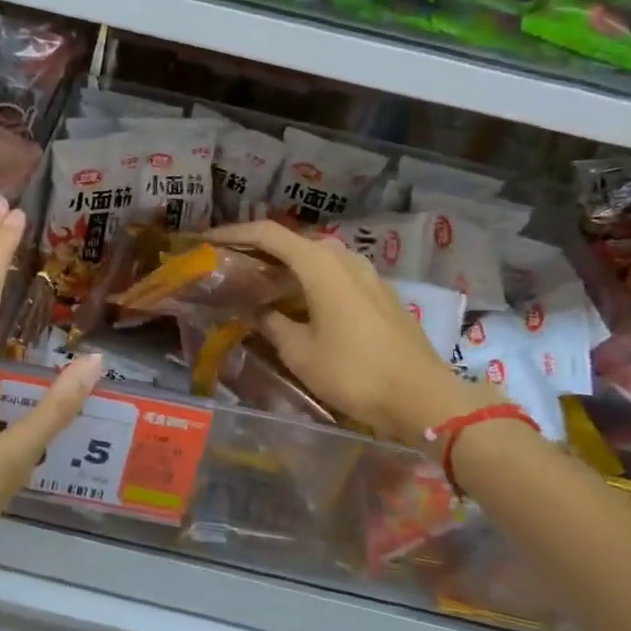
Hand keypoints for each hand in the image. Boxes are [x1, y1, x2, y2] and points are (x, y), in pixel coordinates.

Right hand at [208, 219, 494, 443]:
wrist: (424, 398)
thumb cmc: (354, 372)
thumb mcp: (299, 352)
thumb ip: (270, 323)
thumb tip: (253, 310)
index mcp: (319, 263)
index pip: (267, 233)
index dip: (233, 233)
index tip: (207, 241)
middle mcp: (344, 257)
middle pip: (292, 242)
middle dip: (258, 251)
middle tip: (230, 266)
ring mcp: (366, 273)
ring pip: (315, 259)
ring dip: (285, 267)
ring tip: (259, 286)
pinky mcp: (379, 293)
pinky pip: (335, 275)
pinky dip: (309, 281)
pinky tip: (298, 303)